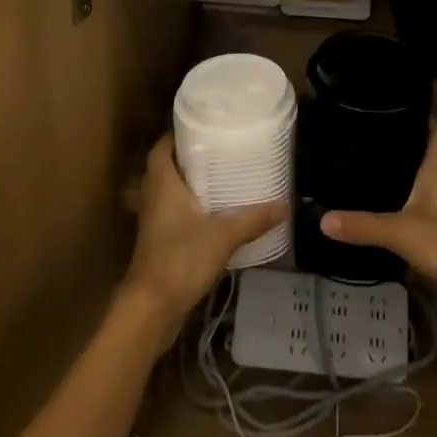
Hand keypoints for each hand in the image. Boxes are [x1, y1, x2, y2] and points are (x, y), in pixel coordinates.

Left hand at [125, 135, 285, 326]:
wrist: (151, 309)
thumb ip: (253, 219)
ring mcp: (153, 222)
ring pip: (167, 193)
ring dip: (187, 185)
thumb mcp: (223, 235)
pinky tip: (213, 215)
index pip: (161, 147)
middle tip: (217, 150)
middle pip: (165, 168)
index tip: (201, 127)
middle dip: (187, 158)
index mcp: (162, 182)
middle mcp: (153, 197)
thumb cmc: (181, 258)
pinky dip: (188, 210)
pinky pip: (171, 215)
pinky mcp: (157, 244)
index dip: (177, 135)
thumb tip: (285, 204)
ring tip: (219, 178)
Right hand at [321, 121, 436, 306]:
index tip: (407, 108)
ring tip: (380, 176)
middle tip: (379, 143)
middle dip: (410, 151)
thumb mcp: (401, 232)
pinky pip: (431, 215)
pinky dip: (415, 212)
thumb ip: (364, 226)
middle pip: (432, 159)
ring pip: (431, 188)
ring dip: (412, 183)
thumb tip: (323, 218)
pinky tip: (396, 218)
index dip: (427, 119)